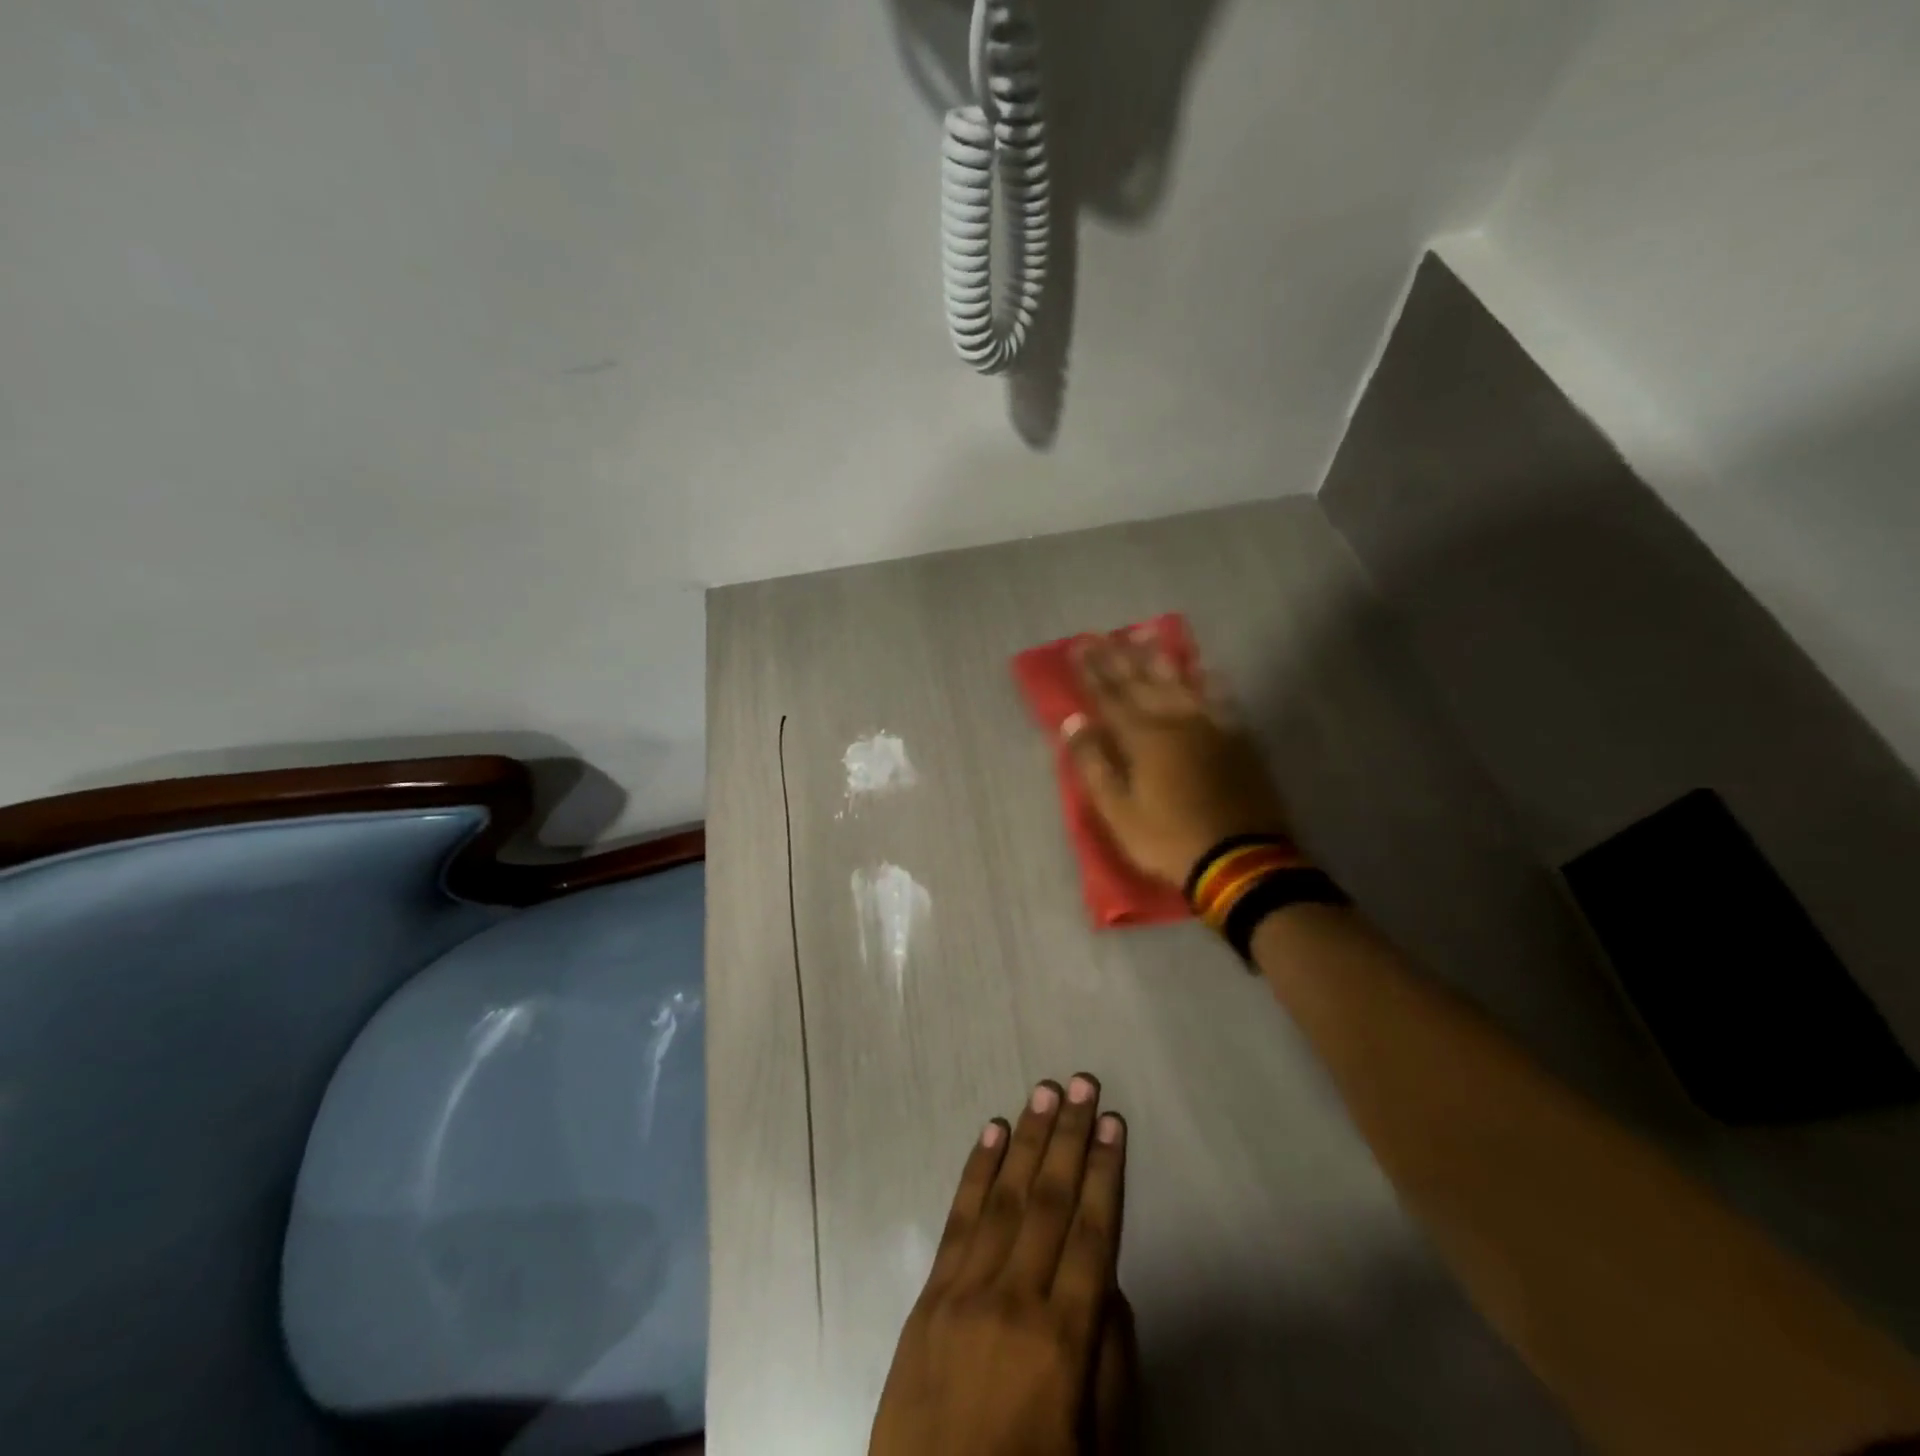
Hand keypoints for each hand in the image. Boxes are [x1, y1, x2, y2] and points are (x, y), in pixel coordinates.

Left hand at [870, 1076, 1129, 1455]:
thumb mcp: (1097, 1450)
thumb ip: (1110, 1364)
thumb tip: (1108, 1282)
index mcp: (1062, 1341)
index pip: (1092, 1234)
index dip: (1105, 1173)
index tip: (1113, 1123)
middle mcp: (1013, 1299)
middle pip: (1049, 1200)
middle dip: (1069, 1137)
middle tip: (1082, 1082)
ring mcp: (964, 1291)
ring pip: (1004, 1197)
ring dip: (1027, 1139)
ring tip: (1044, 1092)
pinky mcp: (929, 1296)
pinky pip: (958, 1220)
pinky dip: (976, 1172)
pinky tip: (991, 1133)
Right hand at [1066, 632, 1290, 886]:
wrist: (1241, 859)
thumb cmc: (1168, 839)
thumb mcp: (1118, 811)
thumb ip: (1095, 764)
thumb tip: (1074, 722)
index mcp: (1143, 739)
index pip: (1110, 696)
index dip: (1092, 671)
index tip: (1078, 645)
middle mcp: (1176, 721)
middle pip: (1142, 682)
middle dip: (1118, 657)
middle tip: (1103, 634)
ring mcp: (1211, 727)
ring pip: (1180, 682)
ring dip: (1159, 658)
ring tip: (1144, 634)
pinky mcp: (1237, 739)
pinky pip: (1220, 699)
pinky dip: (1208, 681)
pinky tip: (1204, 669)